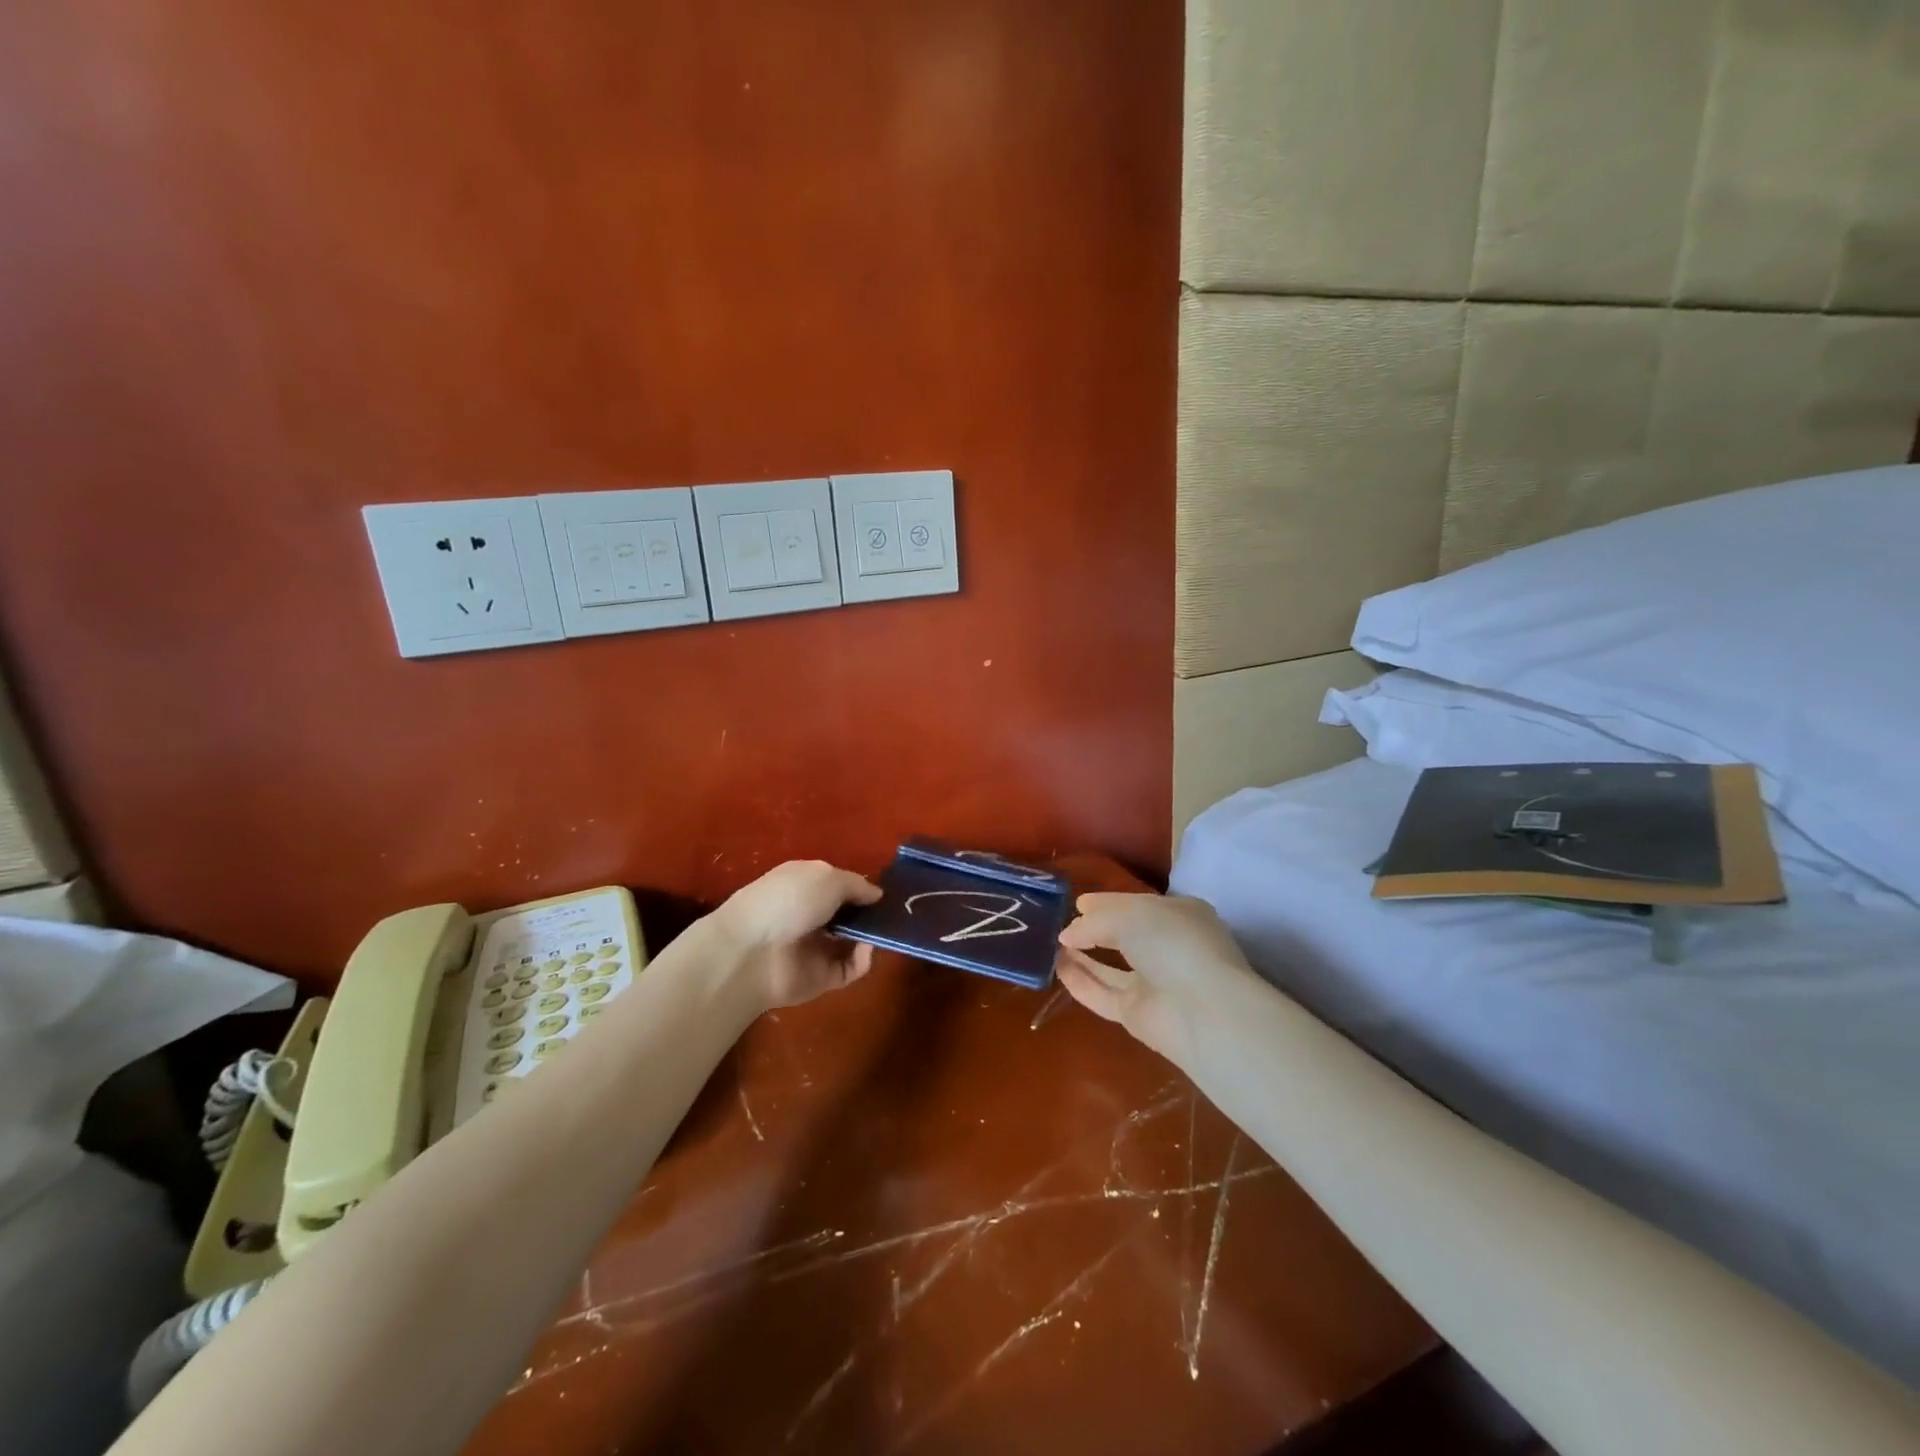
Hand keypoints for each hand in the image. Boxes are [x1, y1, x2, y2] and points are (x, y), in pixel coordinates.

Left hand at [709, 860, 882, 1009]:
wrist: (751, 953)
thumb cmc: (789, 901)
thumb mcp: (827, 877)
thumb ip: (857, 885)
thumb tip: (877, 894)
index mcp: (806, 884)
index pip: (841, 885)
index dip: (863, 888)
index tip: (888, 892)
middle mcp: (811, 914)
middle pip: (850, 914)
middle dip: (872, 914)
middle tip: (896, 914)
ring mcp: (816, 948)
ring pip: (854, 942)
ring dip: (872, 936)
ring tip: (884, 930)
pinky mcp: (822, 978)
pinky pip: (852, 968)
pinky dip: (864, 960)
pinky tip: (866, 949)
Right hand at [1057, 892, 1260, 1062]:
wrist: (1200, 1009)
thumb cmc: (1171, 942)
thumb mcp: (1128, 915)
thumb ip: (1093, 922)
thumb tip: (1066, 934)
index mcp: (1179, 915)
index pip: (1137, 905)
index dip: (1108, 903)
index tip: (1078, 902)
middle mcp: (1168, 948)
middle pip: (1124, 936)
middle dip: (1094, 929)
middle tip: (1060, 923)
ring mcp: (1154, 983)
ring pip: (1112, 968)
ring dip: (1083, 956)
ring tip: (1052, 944)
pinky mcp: (1138, 1014)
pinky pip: (1103, 994)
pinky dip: (1081, 981)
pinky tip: (1057, 967)